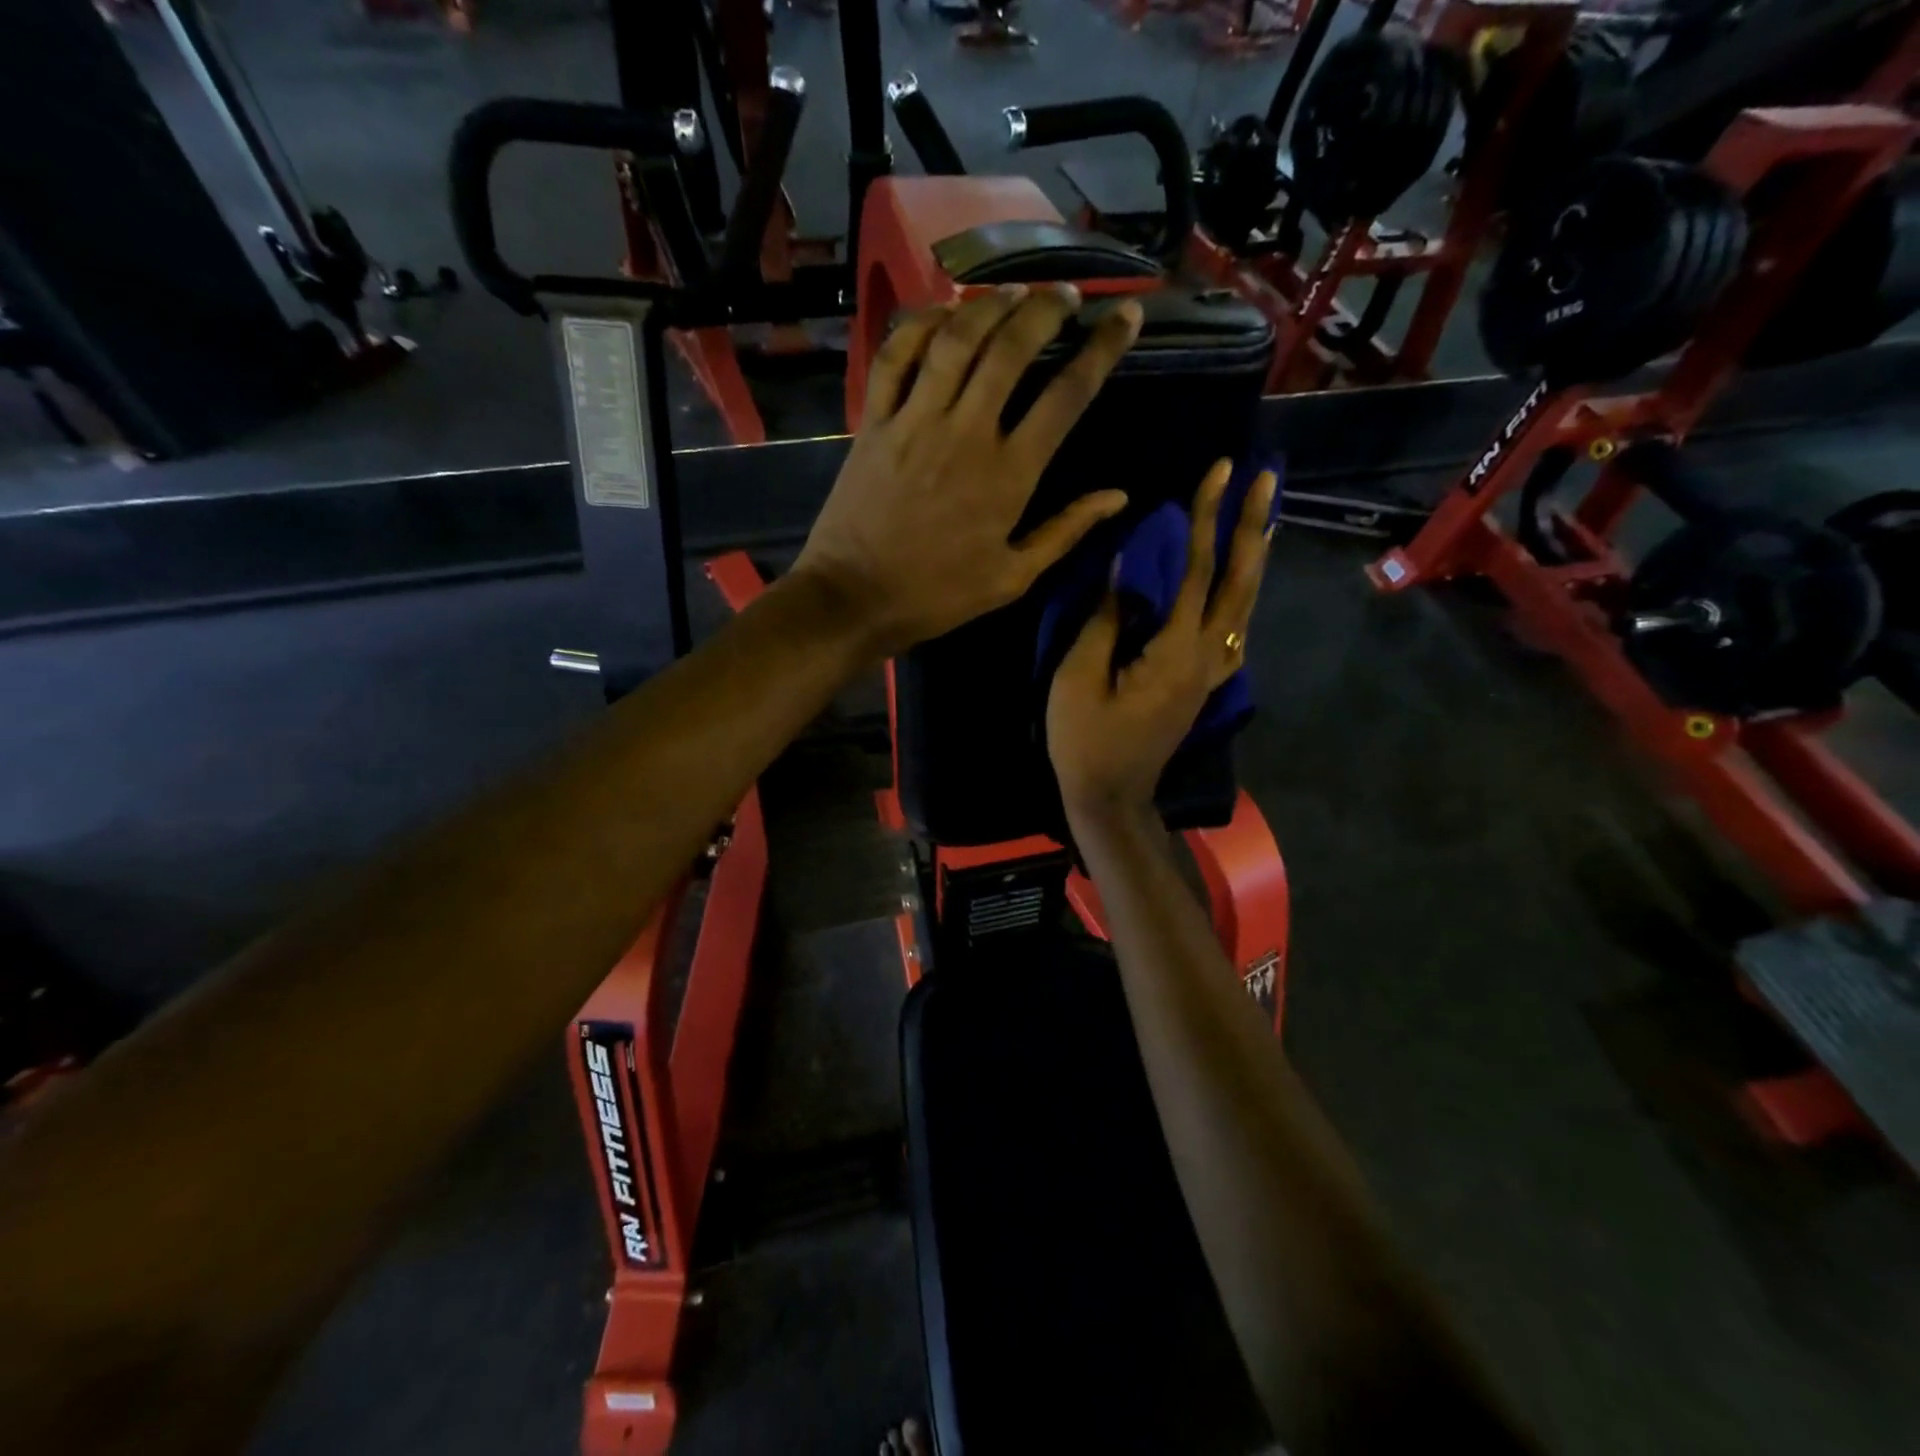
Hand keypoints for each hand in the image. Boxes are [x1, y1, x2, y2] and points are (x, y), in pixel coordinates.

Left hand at [791, 285, 1141, 658]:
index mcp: (1009, 473)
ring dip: (989, 304)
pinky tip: (941, 312)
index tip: (1126, 315)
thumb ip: (1065, 531)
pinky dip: (919, 324)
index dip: (1102, 348)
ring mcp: (915, 420)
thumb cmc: (938, 595)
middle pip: (1012, 347)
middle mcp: (967, 432)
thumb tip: (1117, 495)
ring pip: (956, 339)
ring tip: (1013, 290)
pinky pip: (896, 356)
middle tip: (1065, 295)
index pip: (1067, 394)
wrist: (855, 598)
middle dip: (1046, 308)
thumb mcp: (1012, 577)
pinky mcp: (875, 421)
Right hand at [1048, 458, 1276, 821]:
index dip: (1206, 519)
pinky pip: (1234, 634)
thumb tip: (1127, 564)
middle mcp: (1206, 658)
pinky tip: (1241, 587)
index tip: (1219, 471)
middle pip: (1240, 583)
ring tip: (1264, 519)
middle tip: (1265, 479)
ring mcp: (1211, 676)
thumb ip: (1106, 618)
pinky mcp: (1204, 687)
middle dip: (1253, 527)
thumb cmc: (1085, 741)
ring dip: (1255, 559)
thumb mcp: (1079, 677)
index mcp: (1174, 652)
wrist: (1111, 799)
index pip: (1196, 571)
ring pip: (1244, 607)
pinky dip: (1243, 601)